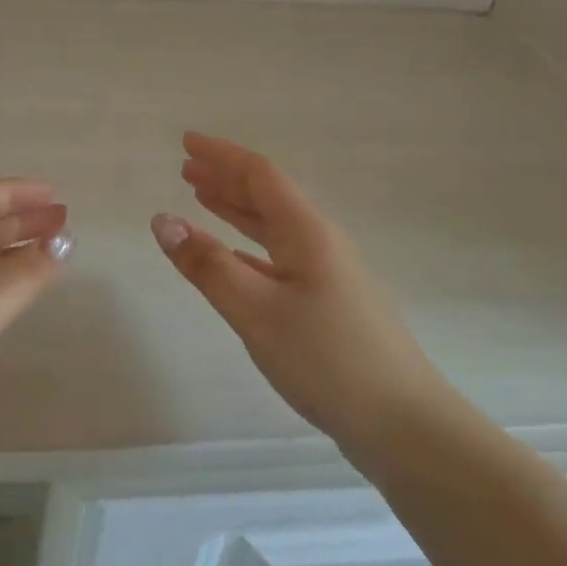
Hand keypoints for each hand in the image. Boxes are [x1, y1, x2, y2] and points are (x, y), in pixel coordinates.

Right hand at [151, 133, 447, 447]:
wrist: (403, 424)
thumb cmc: (326, 358)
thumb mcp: (256, 311)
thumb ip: (208, 265)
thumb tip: (163, 220)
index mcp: (306, 232)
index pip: (260, 175)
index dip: (221, 155)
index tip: (186, 141)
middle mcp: (319, 243)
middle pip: (267, 196)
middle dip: (225, 178)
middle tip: (186, 168)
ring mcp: (327, 274)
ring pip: (273, 227)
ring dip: (236, 209)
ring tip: (202, 198)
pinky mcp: (327, 304)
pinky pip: (278, 258)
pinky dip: (248, 248)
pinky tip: (233, 258)